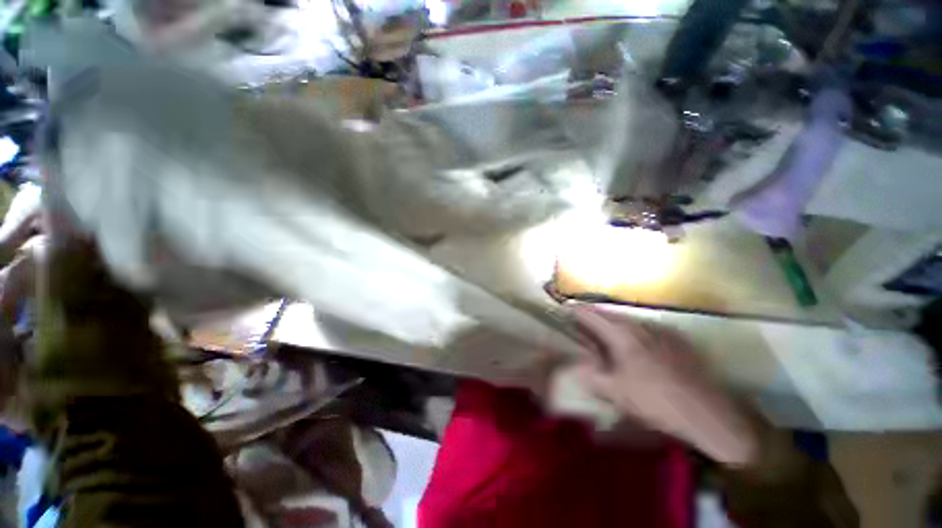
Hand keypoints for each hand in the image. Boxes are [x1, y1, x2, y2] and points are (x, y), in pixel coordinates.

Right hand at [570, 305, 758, 465]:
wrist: (709, 413)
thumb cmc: (655, 401)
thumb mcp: (615, 392)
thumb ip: (590, 375)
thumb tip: (575, 364)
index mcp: (622, 334)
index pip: (591, 314)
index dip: (574, 310)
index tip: (562, 310)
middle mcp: (640, 325)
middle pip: (608, 314)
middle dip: (591, 317)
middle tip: (580, 325)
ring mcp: (661, 330)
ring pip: (628, 320)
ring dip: (612, 324)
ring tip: (605, 336)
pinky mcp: (677, 339)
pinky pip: (646, 329)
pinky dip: (633, 332)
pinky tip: (636, 348)